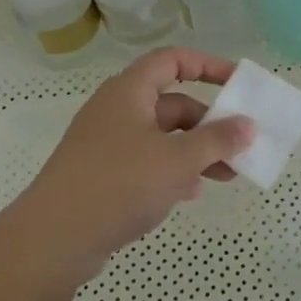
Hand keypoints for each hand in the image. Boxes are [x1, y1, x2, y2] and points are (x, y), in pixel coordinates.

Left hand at [16, 47, 253, 281]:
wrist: (53, 240)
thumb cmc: (119, 184)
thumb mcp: (177, 161)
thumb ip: (217, 140)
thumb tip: (248, 126)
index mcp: (129, 91)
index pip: (172, 60)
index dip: (207, 65)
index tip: (238, 83)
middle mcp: (117, 110)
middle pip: (172, 103)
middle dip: (209, 123)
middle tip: (240, 145)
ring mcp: (107, 143)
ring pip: (162, 136)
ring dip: (196, 151)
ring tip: (226, 176)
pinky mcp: (102, 174)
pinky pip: (147, 161)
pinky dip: (172, 171)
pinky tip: (189, 194)